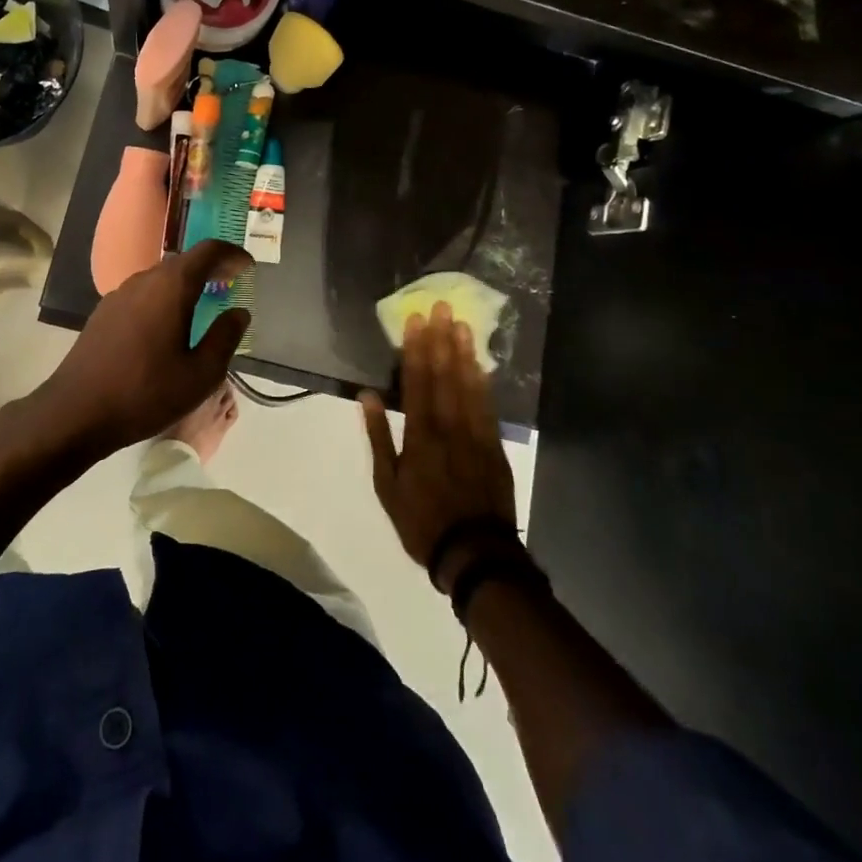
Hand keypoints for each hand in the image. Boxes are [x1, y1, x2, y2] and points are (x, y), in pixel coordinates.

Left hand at [27, 240, 250, 460]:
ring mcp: (119, 295)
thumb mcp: (201, 374)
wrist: (75, 413)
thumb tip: (239, 313)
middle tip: (231, 283)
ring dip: (186, 284)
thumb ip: (225, 338)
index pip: (208, 251)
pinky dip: (164, 298)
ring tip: (202, 305)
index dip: (232, 254)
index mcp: (172, 286)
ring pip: (161, 278)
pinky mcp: (103, 314)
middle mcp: (144, 280)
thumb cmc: (146, 392)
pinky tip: (167, 327)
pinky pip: (143, 294)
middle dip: (210, 268)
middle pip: (183, 262)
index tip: (248, 266)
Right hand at [361, 302, 518, 593]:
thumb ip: (378, 437)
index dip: (416, 349)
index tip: (416, 320)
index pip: (417, 382)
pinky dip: (483, 382)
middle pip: (444, 376)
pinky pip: (488, 406)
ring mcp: (475, 435)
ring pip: (468, 386)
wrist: (475, 554)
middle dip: (440, 339)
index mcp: (419, 436)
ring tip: (461, 324)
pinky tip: (480, 363)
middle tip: (441, 306)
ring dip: (463, 353)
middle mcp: (448, 427)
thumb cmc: (422, 521)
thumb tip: (367, 396)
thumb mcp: (387, 485)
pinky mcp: (495, 446)